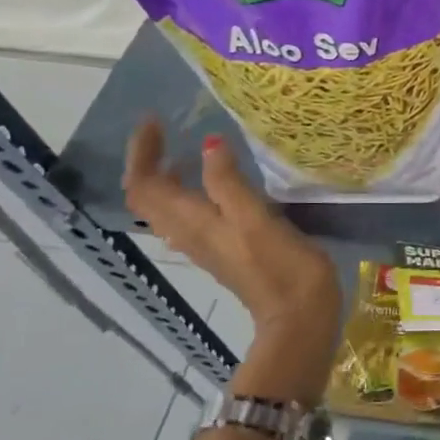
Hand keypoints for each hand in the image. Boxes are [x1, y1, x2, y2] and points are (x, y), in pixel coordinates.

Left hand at [122, 121, 340, 368]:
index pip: (144, 185)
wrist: (298, 318)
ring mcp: (206, 245)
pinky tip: (219, 184)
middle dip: (149, 161)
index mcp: (192, 223)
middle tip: (168, 132)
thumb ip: (229, 182)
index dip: (141, 152)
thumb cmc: (281, 268)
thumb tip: (210, 143)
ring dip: (168, 177)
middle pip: (149, 196)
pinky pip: (190, 217)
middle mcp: (189, 234)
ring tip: (189, 151)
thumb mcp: (256, 219)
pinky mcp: (225, 252)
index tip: (156, 120)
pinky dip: (190, 193)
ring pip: (168, 208)